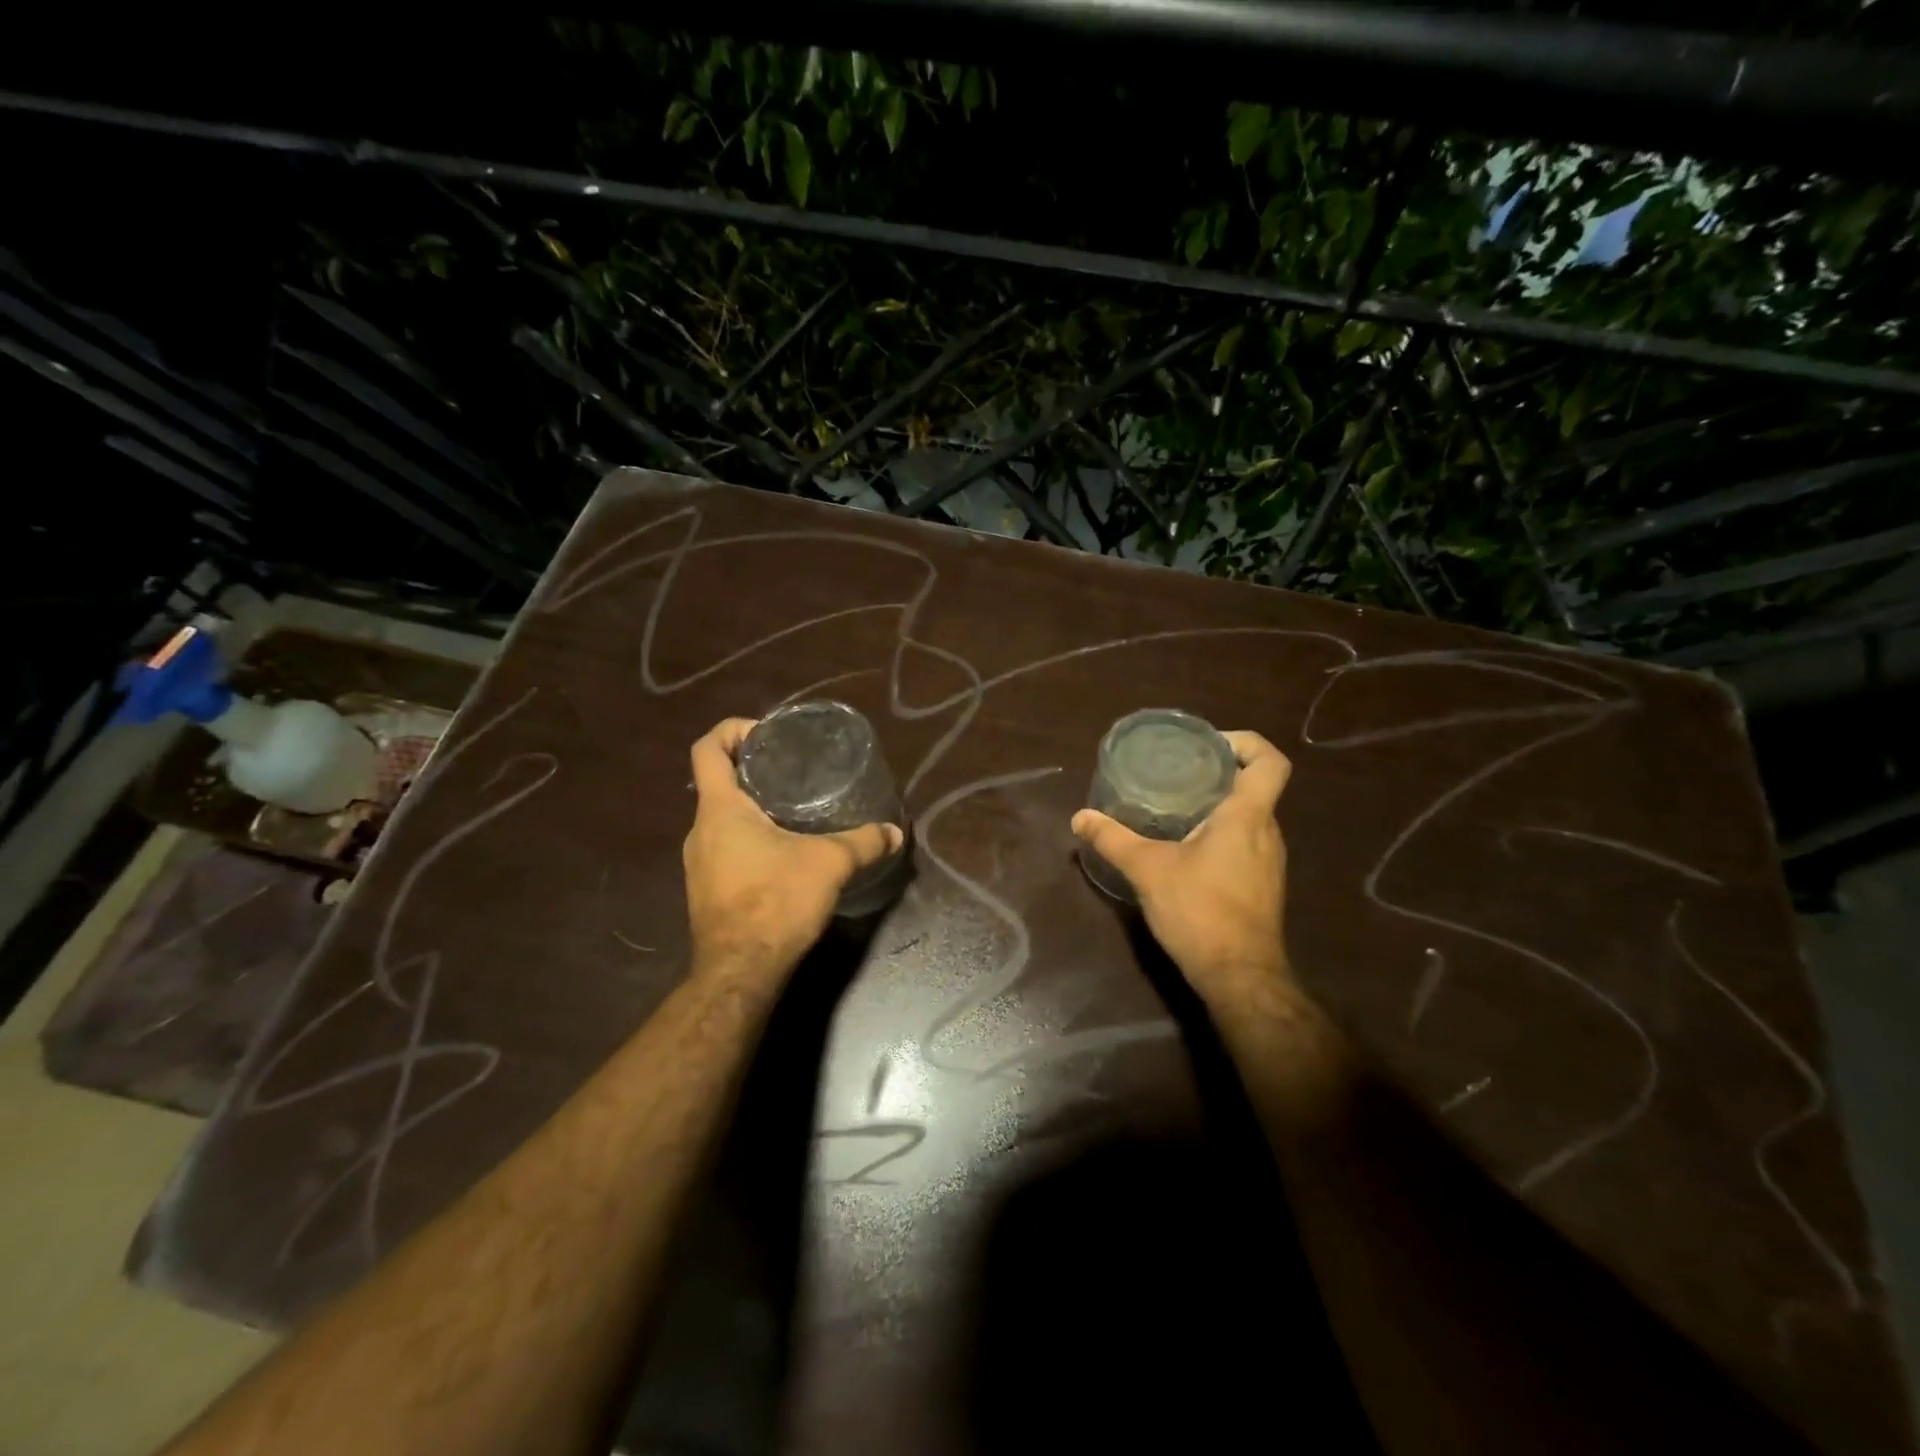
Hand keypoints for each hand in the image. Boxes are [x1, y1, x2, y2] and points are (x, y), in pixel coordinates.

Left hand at [683, 717, 903, 984]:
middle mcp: (701, 830)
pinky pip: (726, 847)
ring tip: (795, 808)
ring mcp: (699, 862)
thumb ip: (864, 843)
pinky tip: (785, 851)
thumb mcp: (829, 864)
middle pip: (716, 782)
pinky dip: (751, 837)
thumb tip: (895, 832)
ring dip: (752, 807)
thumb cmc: (776, 901)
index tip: (767, 734)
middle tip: (793, 769)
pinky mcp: (707, 889)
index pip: (707, 749)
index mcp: (720, 810)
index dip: (732, 730)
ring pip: (722, 817)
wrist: (739, 971)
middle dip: (752, 769)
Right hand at [1071, 730, 1291, 1006]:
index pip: (1270, 761)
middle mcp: (1267, 832)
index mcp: (1247, 816)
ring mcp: (1269, 861)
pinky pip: (1246, 842)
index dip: (1245, 743)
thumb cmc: (1200, 912)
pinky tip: (1185, 847)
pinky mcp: (1262, 884)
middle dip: (1219, 773)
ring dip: (1218, 805)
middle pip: (1255, 786)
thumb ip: (1113, 839)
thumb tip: (1079, 817)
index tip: (1208, 746)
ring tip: (1174, 805)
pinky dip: (1221, 833)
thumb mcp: (1148, 870)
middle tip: (1177, 772)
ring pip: (1250, 816)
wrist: (1240, 977)